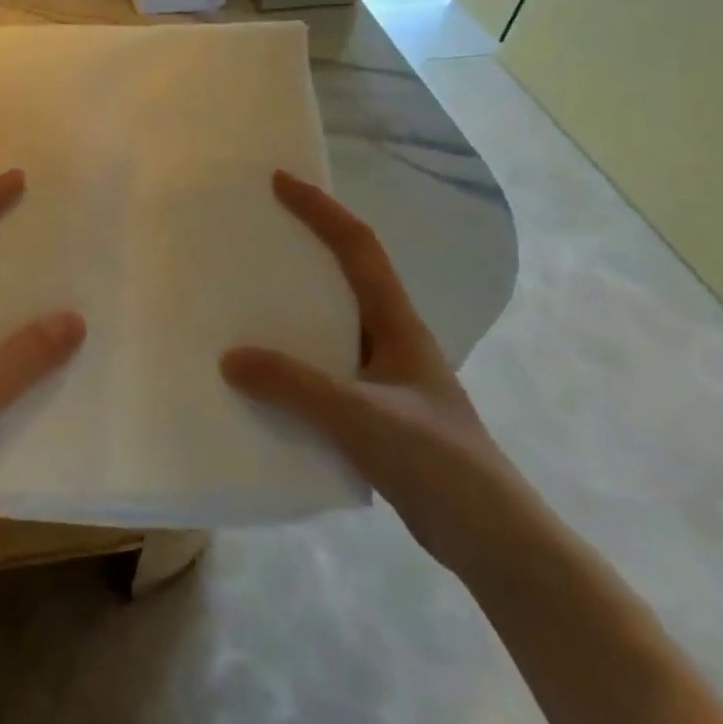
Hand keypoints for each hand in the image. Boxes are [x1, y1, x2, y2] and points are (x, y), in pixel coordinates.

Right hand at [221, 172, 527, 576]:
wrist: (493, 541)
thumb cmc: (438, 463)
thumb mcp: (362, 416)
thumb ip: (294, 386)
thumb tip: (229, 358)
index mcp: (398, 324)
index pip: (358, 248)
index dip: (322, 210)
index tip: (281, 182)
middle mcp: (390, 340)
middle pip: (343, 277)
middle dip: (302, 249)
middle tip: (252, 236)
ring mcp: (382, 379)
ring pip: (329, 327)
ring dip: (291, 309)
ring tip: (241, 300)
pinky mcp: (372, 414)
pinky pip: (321, 371)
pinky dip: (290, 363)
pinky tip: (260, 377)